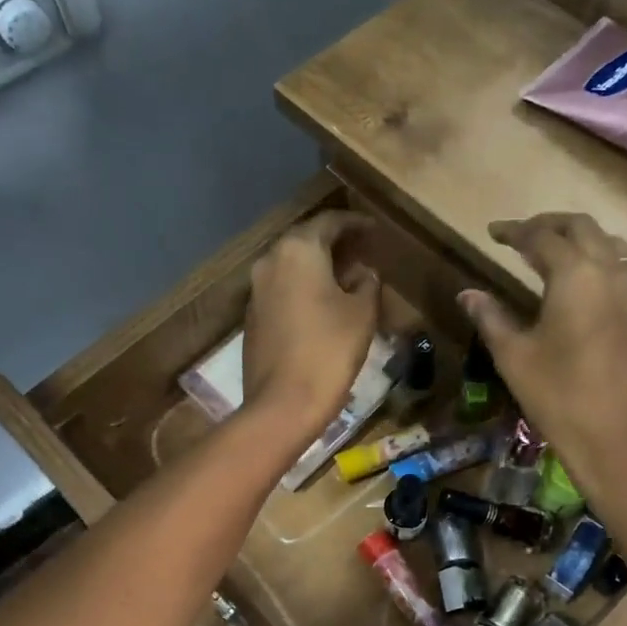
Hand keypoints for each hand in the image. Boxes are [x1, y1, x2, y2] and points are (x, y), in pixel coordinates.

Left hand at [242, 210, 379, 441]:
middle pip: (306, 240)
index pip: (329, 222)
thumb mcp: (362, 313)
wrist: (283, 403)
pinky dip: (303, 287)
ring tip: (345, 276)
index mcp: (298, 250)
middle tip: (362, 251)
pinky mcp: (253, 317)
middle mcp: (271, 261)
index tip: (374, 229)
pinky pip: (282, 289)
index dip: (355, 223)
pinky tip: (322, 302)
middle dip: (334, 243)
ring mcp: (256, 290)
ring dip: (317, 266)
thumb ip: (366, 283)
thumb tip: (364, 273)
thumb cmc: (329, 350)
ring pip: (291, 265)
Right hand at [457, 215, 626, 515]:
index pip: (542, 237)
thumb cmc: (559, 397)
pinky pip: (625, 273)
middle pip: (583, 228)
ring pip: (612, 246)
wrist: (620, 443)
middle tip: (522, 235)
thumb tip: (467, 293)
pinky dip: (600, 264)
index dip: (515, 231)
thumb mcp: (514, 357)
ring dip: (582, 240)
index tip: (493, 232)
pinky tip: (583, 289)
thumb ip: (491, 317)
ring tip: (555, 253)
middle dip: (551, 224)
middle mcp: (612, 274)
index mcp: (575, 275)